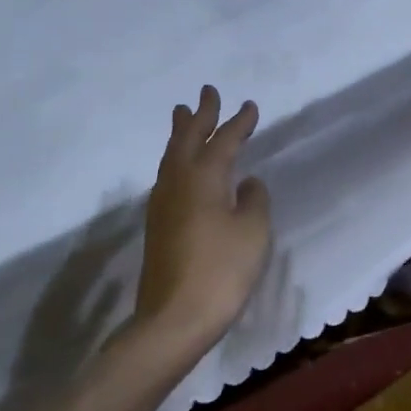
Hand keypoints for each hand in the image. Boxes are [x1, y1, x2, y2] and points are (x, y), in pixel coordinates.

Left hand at [135, 85, 272, 359]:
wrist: (173, 318)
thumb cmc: (221, 271)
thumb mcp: (252, 233)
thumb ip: (254, 201)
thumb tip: (246, 182)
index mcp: (204, 177)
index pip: (224, 140)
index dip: (238, 122)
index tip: (250, 106)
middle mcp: (178, 181)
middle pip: (188, 138)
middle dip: (200, 115)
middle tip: (207, 92)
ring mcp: (162, 203)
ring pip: (172, 155)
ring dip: (182, 133)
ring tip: (185, 115)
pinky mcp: (157, 223)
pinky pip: (167, 174)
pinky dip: (176, 158)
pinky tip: (180, 166)